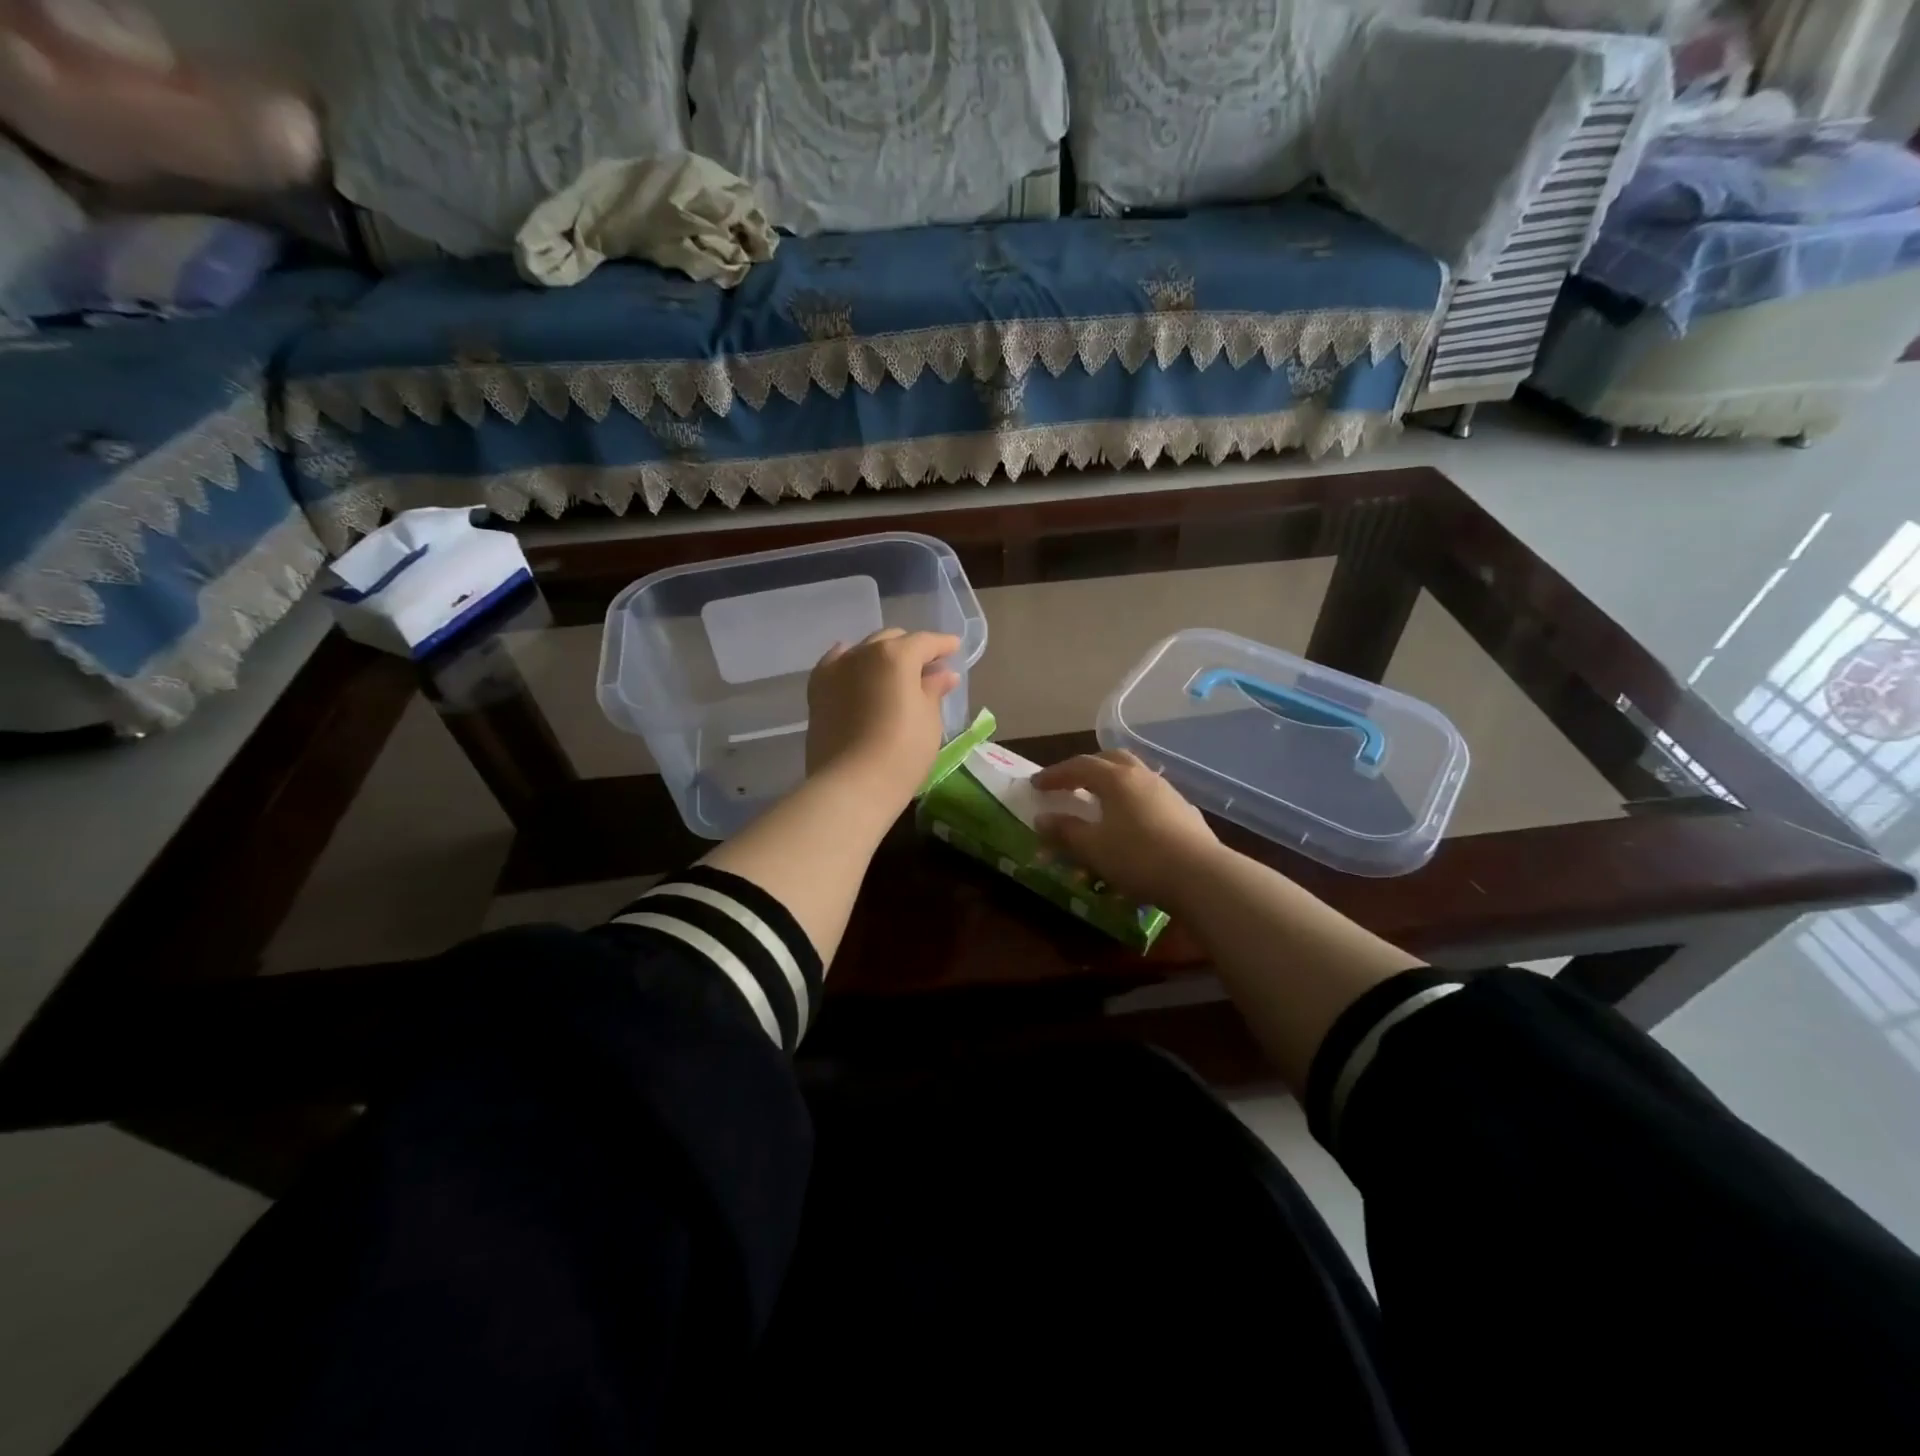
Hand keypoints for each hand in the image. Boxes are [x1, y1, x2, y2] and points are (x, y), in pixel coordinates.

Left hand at [806, 628, 961, 808]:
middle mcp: (863, 653)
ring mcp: (836, 670)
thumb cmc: (902, 752)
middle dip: (912, 649)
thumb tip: (943, 674)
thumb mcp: (928, 720)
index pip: (925, 642)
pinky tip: (856, 670)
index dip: (942, 644)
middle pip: (892, 640)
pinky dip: (851, 663)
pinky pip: (836, 665)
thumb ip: (933, 690)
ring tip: (895, 673)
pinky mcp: (817, 690)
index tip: (954, 648)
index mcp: (896, 655)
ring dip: (882, 655)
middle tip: (927, 666)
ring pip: (864, 650)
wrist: (851, 785)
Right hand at [1032, 750, 1221, 907]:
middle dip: (1087, 767)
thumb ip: (1065, 831)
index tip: (1036, 785)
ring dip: (1113, 781)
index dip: (1055, 774)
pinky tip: (1133, 821)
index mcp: (1115, 778)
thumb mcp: (1092, 848)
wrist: (1201, 876)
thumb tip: (1042, 818)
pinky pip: (1151, 795)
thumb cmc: (1137, 857)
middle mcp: (1142, 776)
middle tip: (1071, 782)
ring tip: (1101, 800)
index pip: (1079, 766)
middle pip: (1111, 759)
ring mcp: (1168, 792)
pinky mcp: (1186, 812)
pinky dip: (1134, 800)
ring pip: (1135, 775)